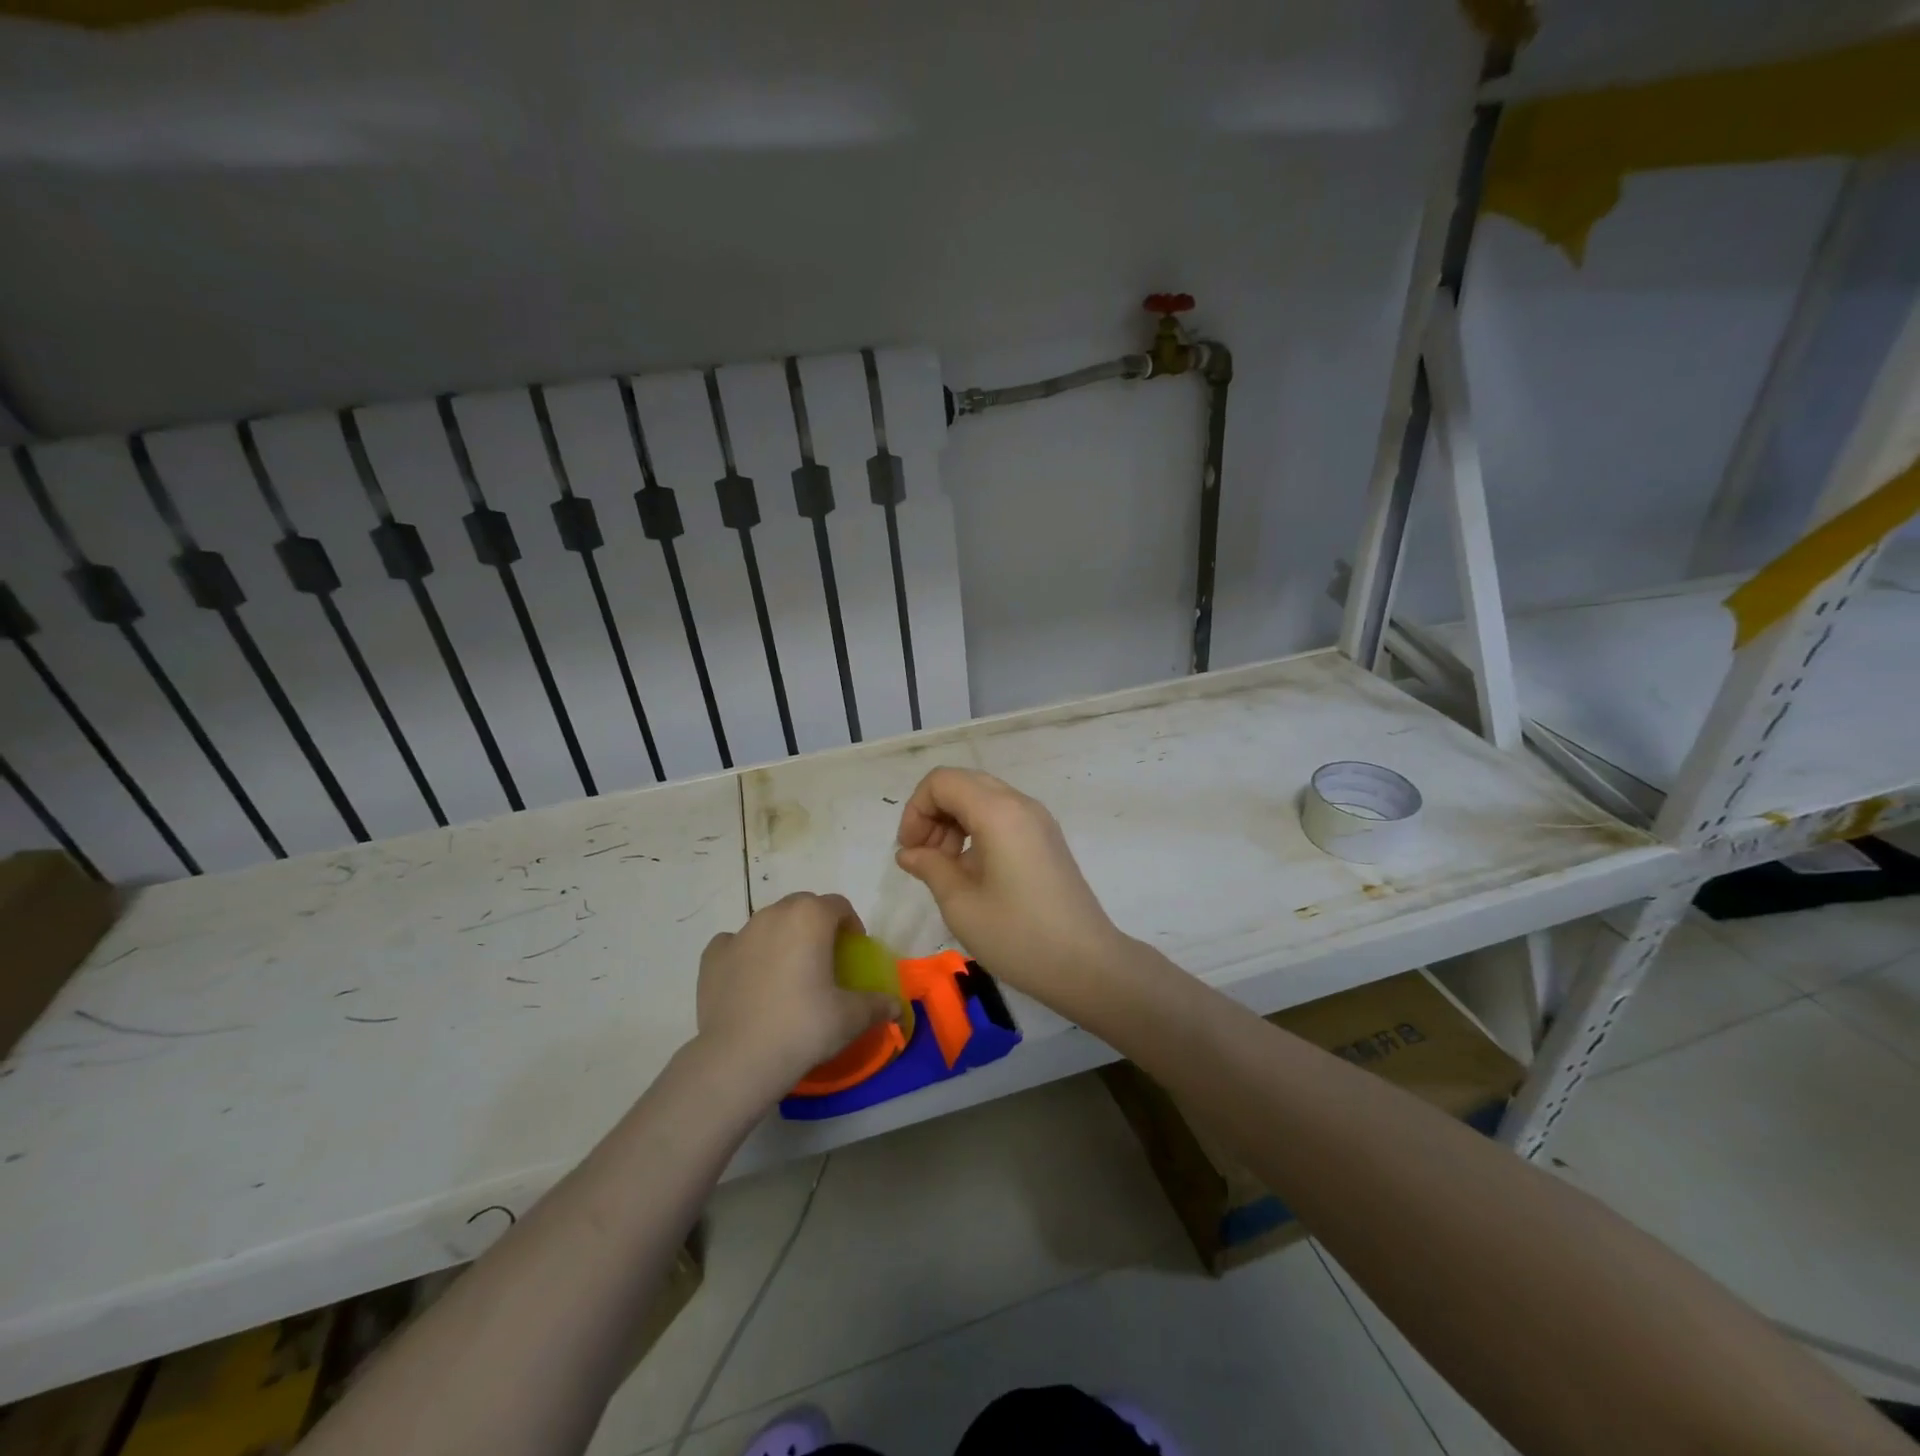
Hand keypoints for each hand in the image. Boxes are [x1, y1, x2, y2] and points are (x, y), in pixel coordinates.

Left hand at [696, 893, 900, 1094]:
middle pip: (802, 906)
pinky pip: (735, 944)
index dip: (850, 924)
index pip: (838, 905)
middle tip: (823, 958)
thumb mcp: (851, 1017)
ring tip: (788, 972)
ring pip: (768, 923)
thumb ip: (877, 1005)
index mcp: (811, 917)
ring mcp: (739, 933)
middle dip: (816, 924)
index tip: (853, 949)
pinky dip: (746, 954)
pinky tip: (751, 980)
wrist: (739, 1058)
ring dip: (782, 937)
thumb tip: (896, 1007)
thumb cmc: (804, 1026)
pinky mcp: (712, 957)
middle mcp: (774, 914)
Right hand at [894, 767, 1124, 1009]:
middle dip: (933, 814)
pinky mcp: (1047, 838)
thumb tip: (909, 852)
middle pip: (963, 784)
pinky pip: (1002, 816)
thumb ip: (930, 867)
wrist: (1086, 964)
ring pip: (983, 798)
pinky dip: (977, 831)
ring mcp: (1038, 819)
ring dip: (955, 823)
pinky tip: (972, 872)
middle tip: (925, 859)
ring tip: (946, 870)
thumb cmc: (1018, 936)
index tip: (910, 852)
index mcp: (998, 812)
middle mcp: (1020, 803)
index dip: (916, 810)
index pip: (942, 781)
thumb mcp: (961, 904)